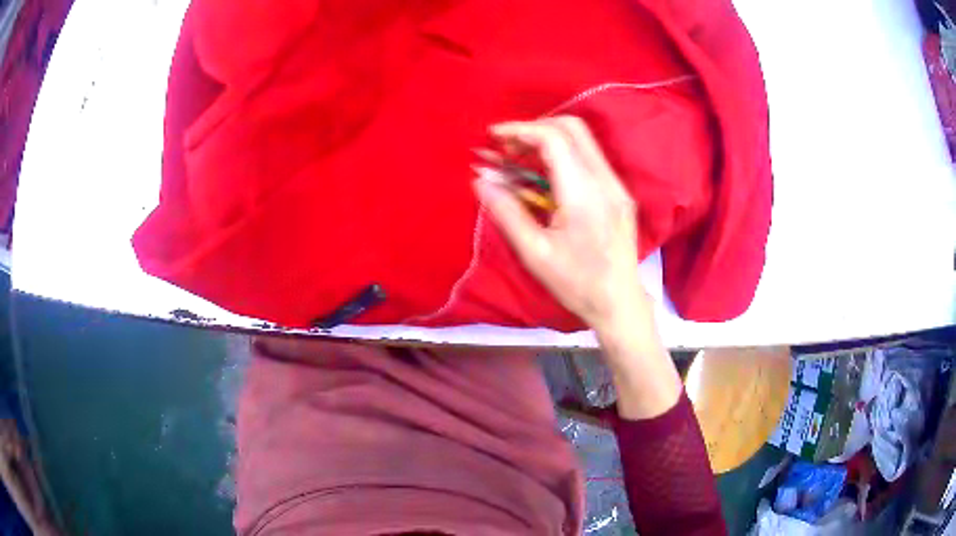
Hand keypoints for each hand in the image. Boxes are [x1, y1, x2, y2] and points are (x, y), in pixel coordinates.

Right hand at [473, 116, 647, 333]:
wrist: (619, 303)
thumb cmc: (576, 284)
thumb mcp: (534, 252)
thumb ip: (506, 211)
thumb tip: (480, 179)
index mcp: (584, 194)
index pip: (553, 139)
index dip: (520, 130)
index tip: (493, 137)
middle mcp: (605, 181)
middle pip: (572, 129)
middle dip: (535, 128)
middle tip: (507, 147)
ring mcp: (616, 185)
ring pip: (582, 141)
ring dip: (548, 140)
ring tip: (519, 159)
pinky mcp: (618, 193)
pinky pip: (589, 159)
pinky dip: (562, 156)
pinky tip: (543, 176)